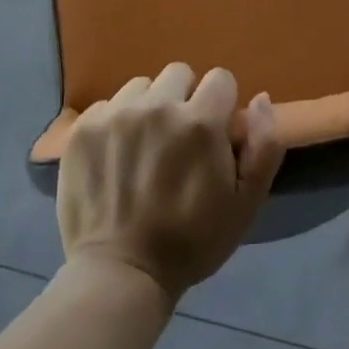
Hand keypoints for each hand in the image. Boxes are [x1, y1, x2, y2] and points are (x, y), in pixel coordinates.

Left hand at [57, 63, 284, 302]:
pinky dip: (115, 124)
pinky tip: (116, 157)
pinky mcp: (85, 127)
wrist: (120, 274)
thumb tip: (261, 98)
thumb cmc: (191, 242)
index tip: (213, 136)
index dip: (221, 106)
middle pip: (179, 74)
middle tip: (177, 142)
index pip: (220, 79)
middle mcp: (158, 106)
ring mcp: (116, 114)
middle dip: (185, 100)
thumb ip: (264, 146)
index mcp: (201, 122)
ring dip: (149, 108)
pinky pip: (108, 105)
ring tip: (144, 148)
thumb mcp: (245, 204)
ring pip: (142, 87)